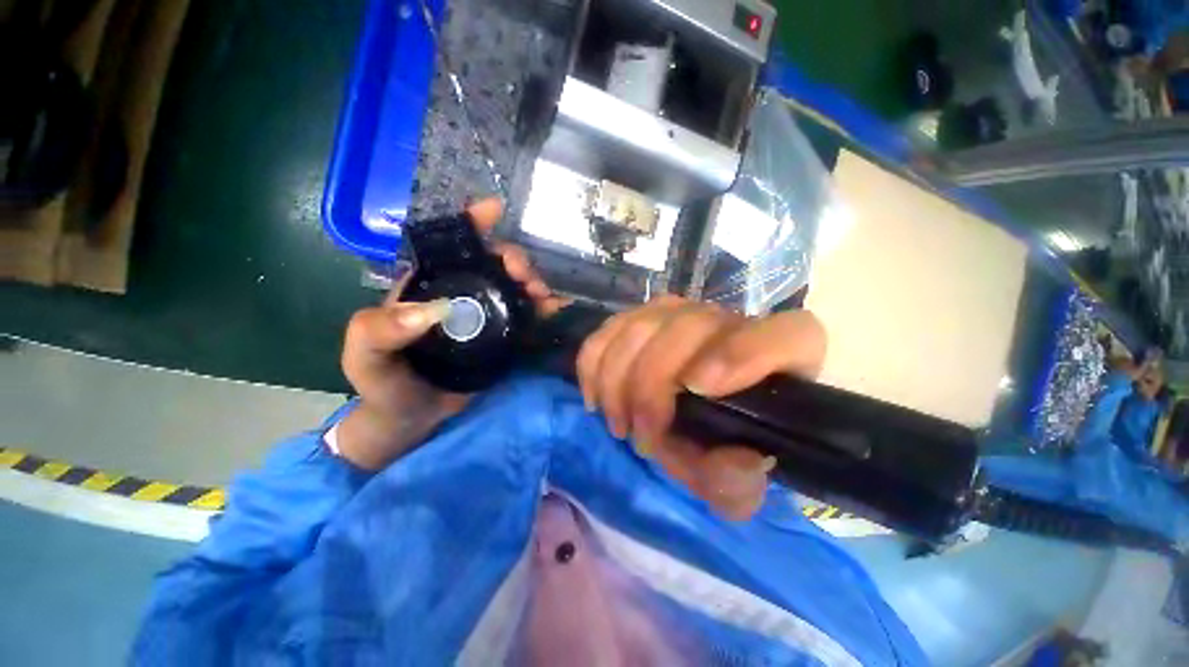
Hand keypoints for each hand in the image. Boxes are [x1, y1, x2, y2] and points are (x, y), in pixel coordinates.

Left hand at [337, 199, 564, 469]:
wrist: (414, 418)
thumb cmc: (384, 382)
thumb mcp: (366, 356)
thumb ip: (380, 330)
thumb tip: (430, 311)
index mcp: (426, 284)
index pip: (450, 245)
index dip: (472, 222)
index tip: (495, 210)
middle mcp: (460, 293)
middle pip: (492, 263)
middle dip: (514, 259)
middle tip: (526, 277)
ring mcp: (486, 315)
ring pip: (514, 286)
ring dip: (533, 283)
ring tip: (543, 295)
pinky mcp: (503, 336)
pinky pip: (525, 315)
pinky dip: (542, 308)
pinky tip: (554, 309)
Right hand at [577, 296, 826, 520]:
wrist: (712, 409)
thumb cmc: (730, 439)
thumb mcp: (739, 478)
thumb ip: (740, 481)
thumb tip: (735, 460)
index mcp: (787, 353)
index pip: (784, 336)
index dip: (742, 354)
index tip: (698, 388)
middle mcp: (732, 320)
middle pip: (685, 330)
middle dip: (650, 389)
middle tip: (640, 438)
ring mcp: (682, 312)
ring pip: (640, 327)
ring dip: (617, 379)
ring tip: (618, 423)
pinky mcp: (644, 316)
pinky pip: (610, 329)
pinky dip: (594, 363)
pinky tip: (595, 396)